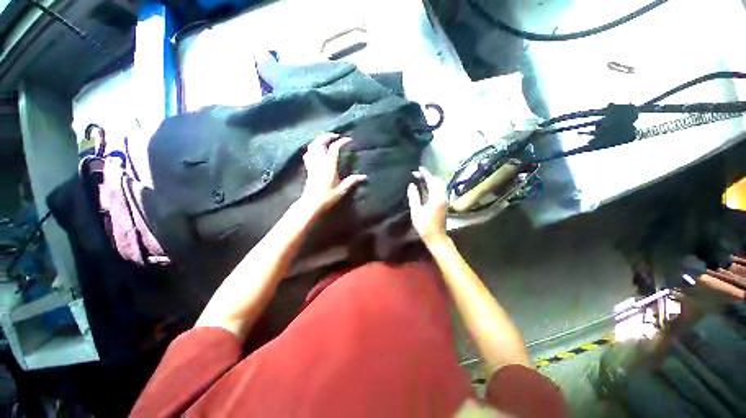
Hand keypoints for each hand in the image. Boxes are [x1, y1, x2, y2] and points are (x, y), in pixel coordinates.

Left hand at [300, 133, 366, 213]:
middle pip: (320, 142)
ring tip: (327, 139)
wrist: (312, 203)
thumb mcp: (342, 189)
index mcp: (329, 165)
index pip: (334, 148)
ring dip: (319, 140)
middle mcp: (319, 161)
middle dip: (328, 136)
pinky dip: (313, 148)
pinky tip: (317, 150)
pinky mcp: (309, 168)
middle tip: (336, 135)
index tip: (349, 140)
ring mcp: (312, 164)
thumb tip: (364, 177)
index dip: (342, 142)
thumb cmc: (328, 197)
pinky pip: (308, 153)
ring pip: (312, 146)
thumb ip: (352, 181)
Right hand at [407, 166, 447, 242]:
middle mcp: (443, 197)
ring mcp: (444, 200)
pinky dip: (432, 186)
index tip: (418, 169)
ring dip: (430, 180)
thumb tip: (411, 185)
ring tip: (421, 179)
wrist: (436, 237)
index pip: (431, 181)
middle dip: (427, 176)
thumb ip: (414, 196)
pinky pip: (439, 190)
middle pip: (437, 181)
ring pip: (439, 186)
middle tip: (417, 174)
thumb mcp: (416, 211)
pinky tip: (426, 188)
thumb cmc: (424, 225)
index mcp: (436, 197)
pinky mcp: (443, 204)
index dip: (425, 174)